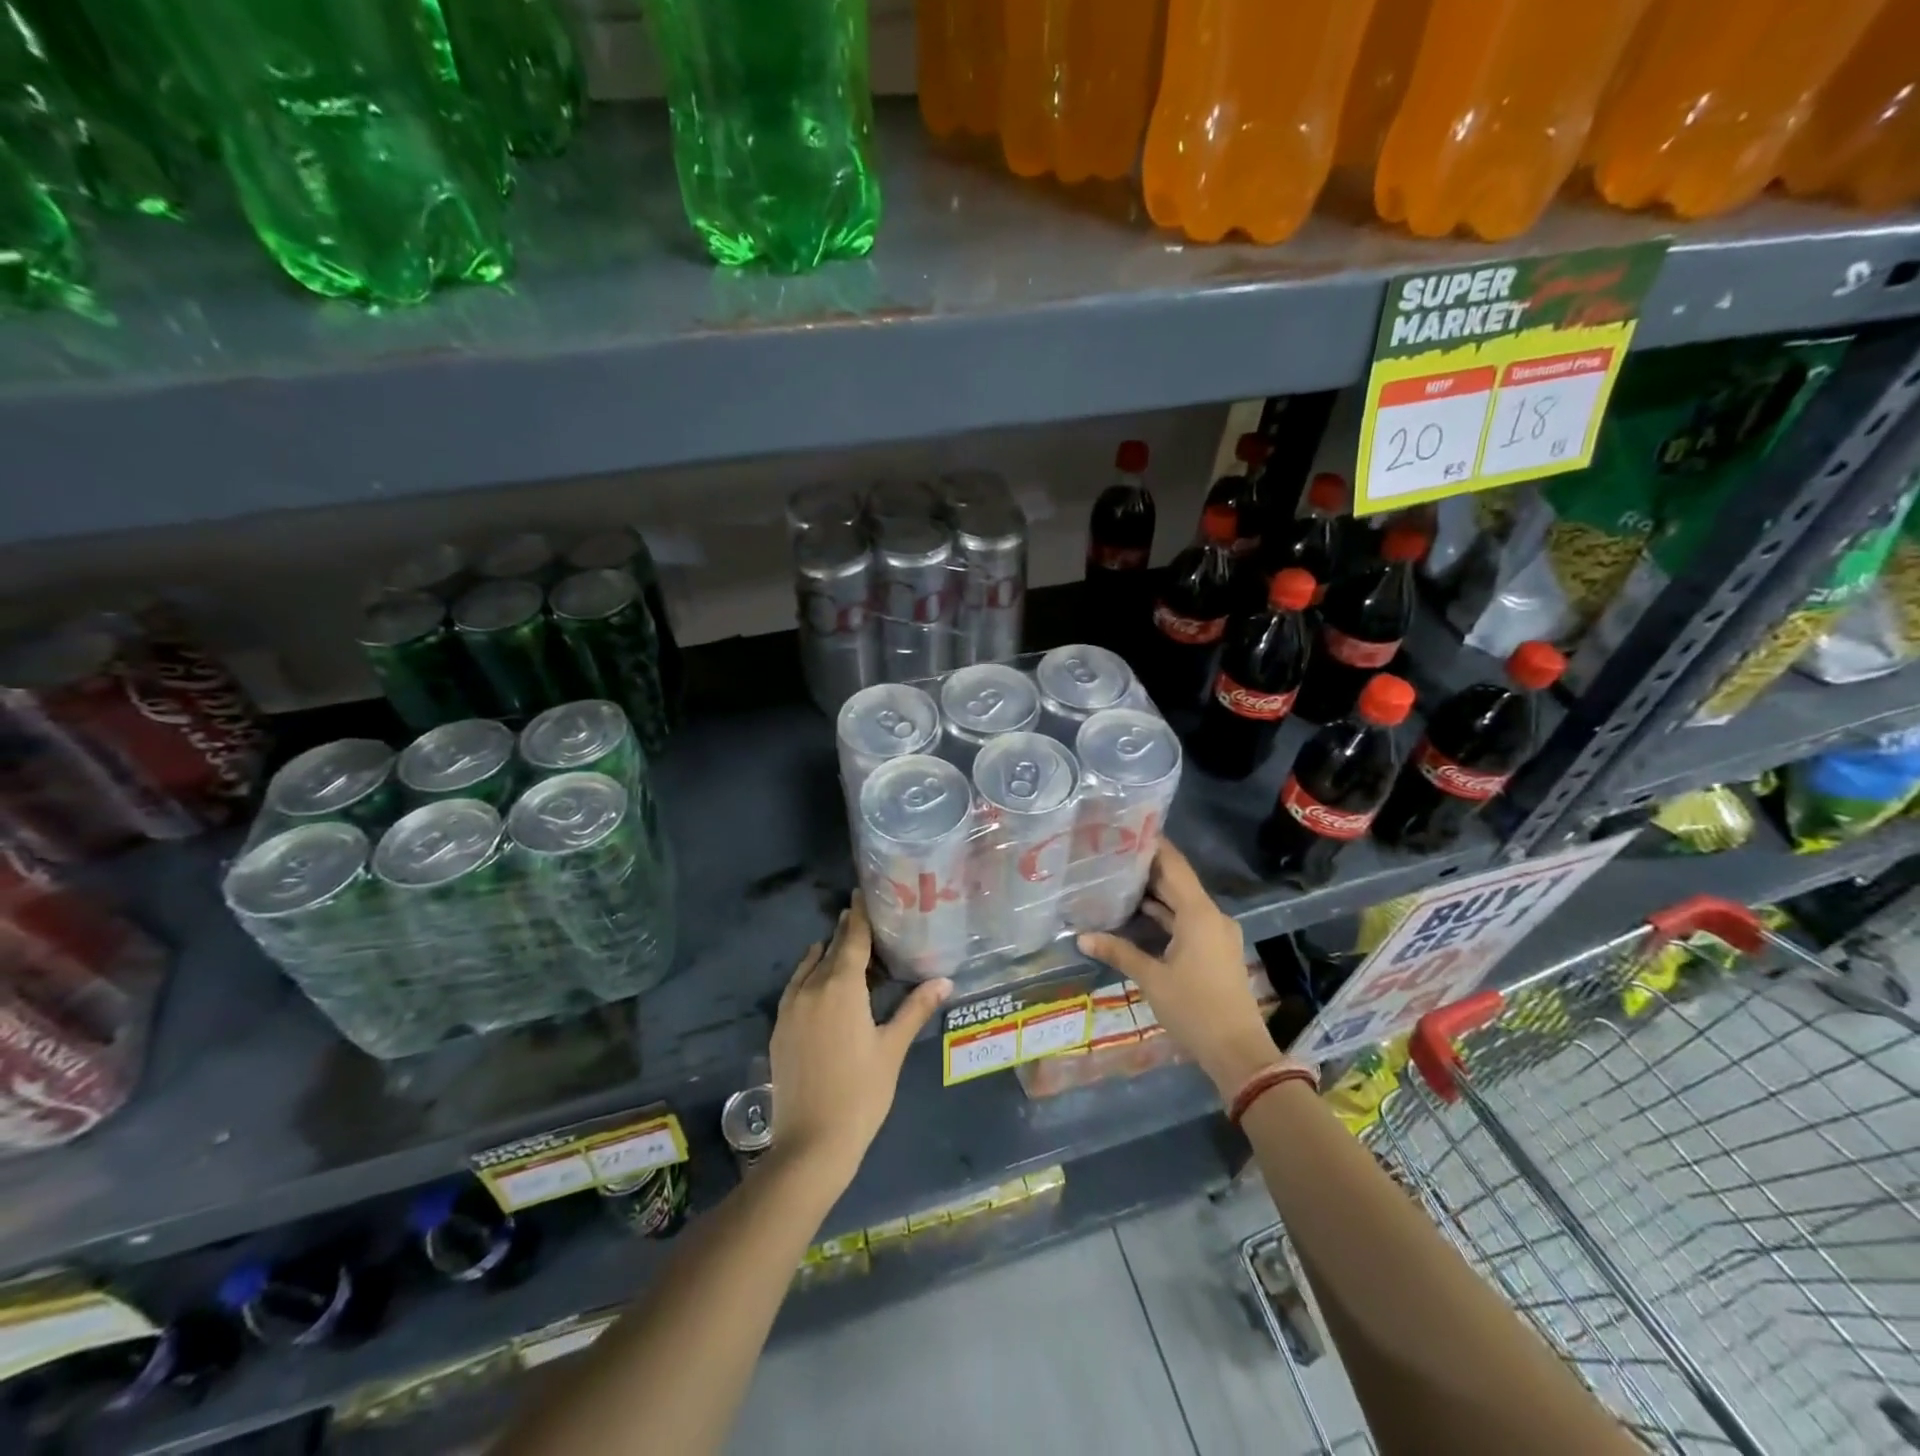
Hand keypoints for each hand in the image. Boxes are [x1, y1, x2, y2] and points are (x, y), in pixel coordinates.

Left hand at [768, 895, 949, 1189]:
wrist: (811, 1143)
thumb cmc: (861, 1093)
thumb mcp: (892, 1049)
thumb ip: (916, 1009)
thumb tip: (945, 980)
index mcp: (842, 988)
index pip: (852, 939)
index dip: (858, 915)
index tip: (861, 893)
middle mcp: (812, 989)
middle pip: (830, 950)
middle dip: (845, 932)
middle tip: (861, 916)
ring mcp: (791, 1009)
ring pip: (810, 968)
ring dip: (826, 954)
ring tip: (842, 946)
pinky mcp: (780, 1028)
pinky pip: (795, 987)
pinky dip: (808, 974)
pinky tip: (817, 980)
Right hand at [1077, 840, 1293, 1098]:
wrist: (1239, 1052)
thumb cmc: (1194, 1009)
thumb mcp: (1152, 979)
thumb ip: (1119, 952)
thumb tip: (1081, 937)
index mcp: (1199, 914)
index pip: (1174, 866)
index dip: (1154, 846)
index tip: (1128, 828)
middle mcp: (1211, 916)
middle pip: (1178, 882)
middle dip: (1148, 868)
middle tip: (1113, 853)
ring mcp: (1216, 934)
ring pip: (1182, 903)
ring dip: (1156, 893)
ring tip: (1119, 878)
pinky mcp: (1215, 950)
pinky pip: (1188, 921)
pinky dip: (1166, 915)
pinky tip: (1139, 914)